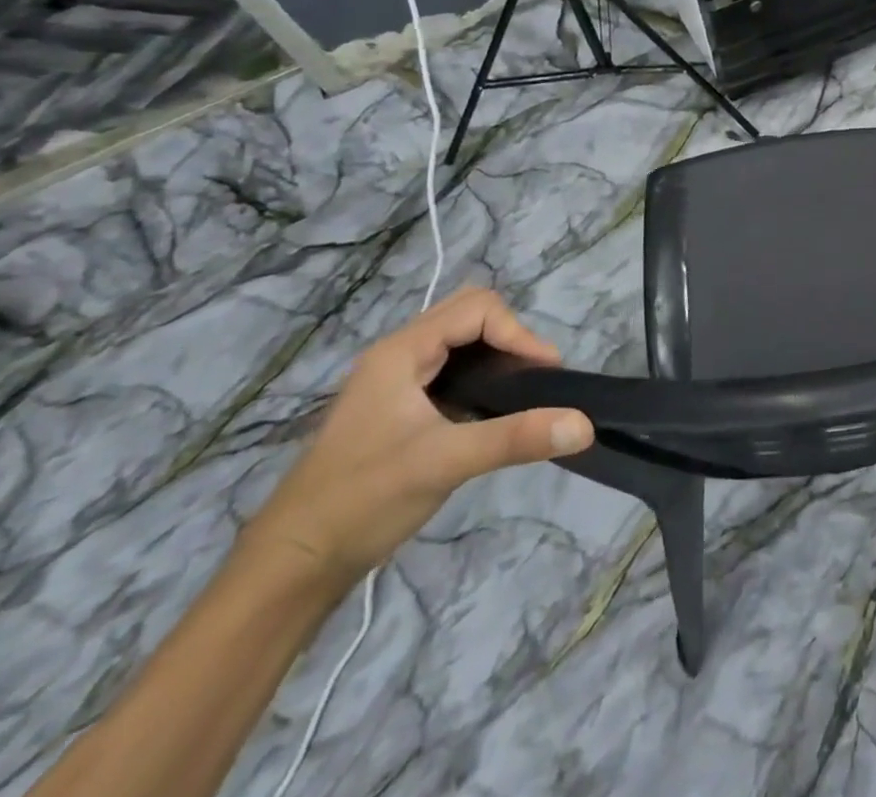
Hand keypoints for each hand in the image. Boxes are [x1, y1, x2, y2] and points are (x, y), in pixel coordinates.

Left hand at [243, 288, 592, 584]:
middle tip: (535, 379)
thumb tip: (584, 425)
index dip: (518, 333)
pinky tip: (491, 412)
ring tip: (522, 393)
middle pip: (469, 315)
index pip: (478, 309)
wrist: (291, 566)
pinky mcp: (398, 408)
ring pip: (460, 342)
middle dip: (511, 338)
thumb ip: (516, 438)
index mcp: (402, 351)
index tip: (545, 374)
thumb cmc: (363, 500)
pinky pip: (451, 369)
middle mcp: (398, 355)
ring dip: (497, 356)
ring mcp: (395, 381)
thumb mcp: (445, 463)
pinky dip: (481, 377)